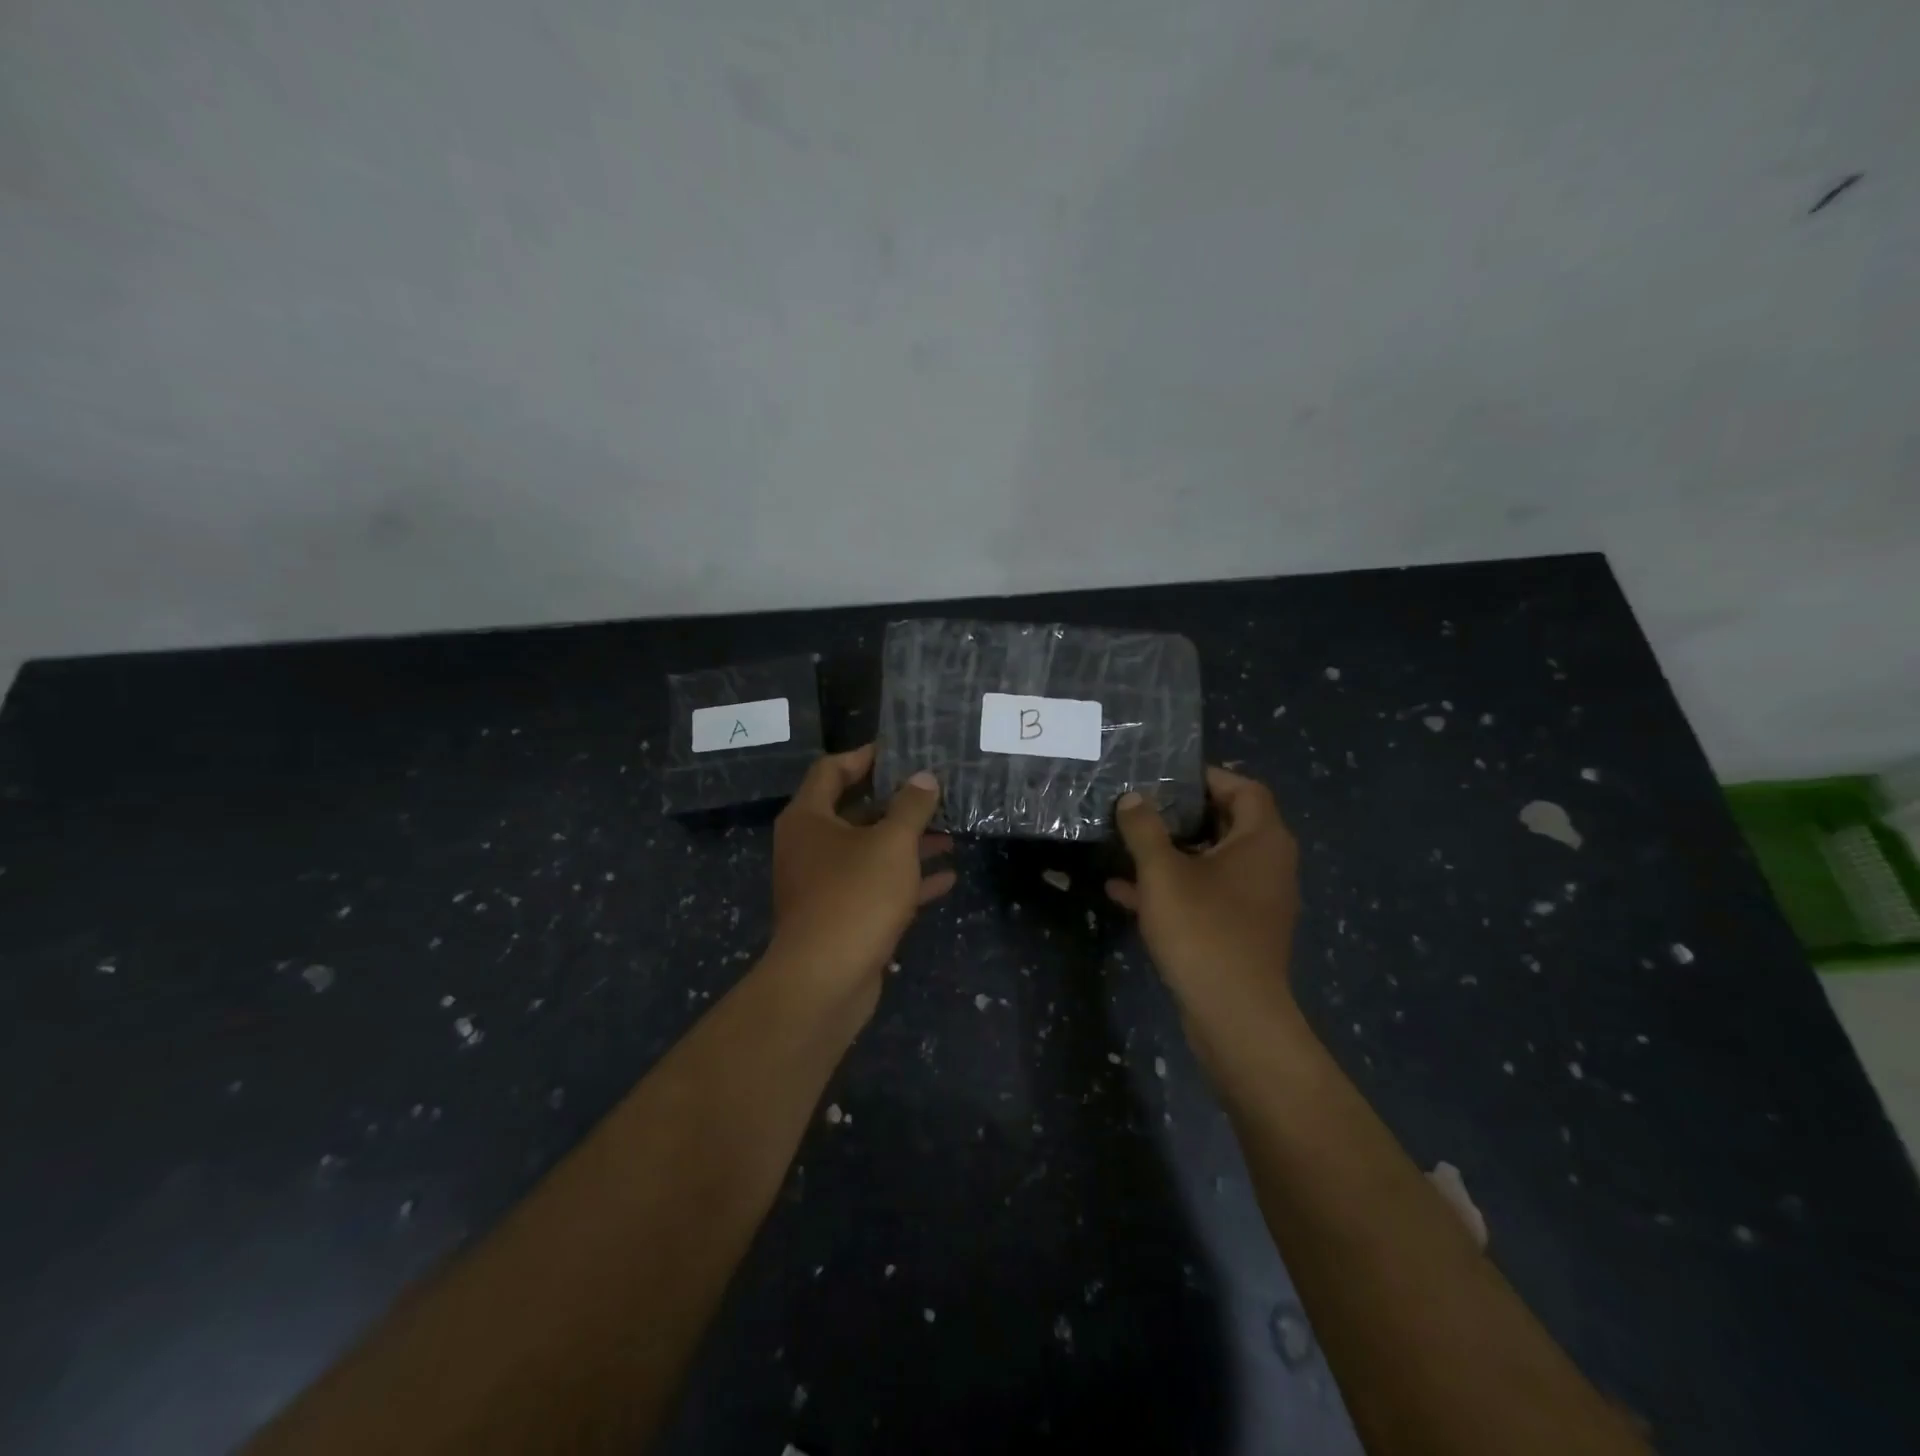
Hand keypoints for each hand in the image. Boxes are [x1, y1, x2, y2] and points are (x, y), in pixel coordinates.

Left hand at [769, 745, 955, 1017]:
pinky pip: (876, 887)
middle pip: (853, 811)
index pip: (832, 770)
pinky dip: (907, 880)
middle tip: (935, 791)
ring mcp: (824, 884)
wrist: (825, 981)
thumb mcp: (891, 844)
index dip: (865, 757)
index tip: (902, 752)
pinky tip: (947, 877)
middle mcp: (810, 846)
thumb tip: (924, 777)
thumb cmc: (855, 896)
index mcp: (809, 818)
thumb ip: (911, 807)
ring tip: (950, 832)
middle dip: (896, 803)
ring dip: (907, 842)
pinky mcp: (841, 916)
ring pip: (869, 852)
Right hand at [1107, 766, 1301, 1033]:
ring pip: (1212, 861)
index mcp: (1262, 840)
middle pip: (1227, 822)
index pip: (1243, 787)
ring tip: (1126, 845)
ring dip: (1171, 852)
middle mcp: (1268, 864)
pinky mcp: (1241, 930)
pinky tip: (1124, 892)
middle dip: (1181, 815)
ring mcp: (1256, 901)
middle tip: (1141, 807)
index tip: (1165, 777)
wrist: (1234, 1015)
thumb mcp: (1163, 873)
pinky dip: (1173, 888)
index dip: (1206, 777)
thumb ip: (1145, 829)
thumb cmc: (1203, 930)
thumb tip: (1133, 798)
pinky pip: (1206, 895)